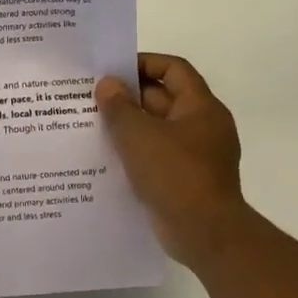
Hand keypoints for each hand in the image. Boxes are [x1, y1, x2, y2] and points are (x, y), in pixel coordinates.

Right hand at [96, 54, 249, 267]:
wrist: (205, 234)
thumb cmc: (175, 174)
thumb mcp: (138, 135)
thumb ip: (119, 106)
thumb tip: (108, 84)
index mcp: (200, 107)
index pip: (173, 69)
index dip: (143, 63)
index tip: (111, 70)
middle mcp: (202, 126)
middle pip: (163, 98)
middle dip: (129, 96)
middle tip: (92, 97)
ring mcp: (195, 155)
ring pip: (157, 129)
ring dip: (128, 125)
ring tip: (92, 124)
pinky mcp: (185, 179)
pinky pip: (156, 155)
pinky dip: (134, 152)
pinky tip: (106, 156)